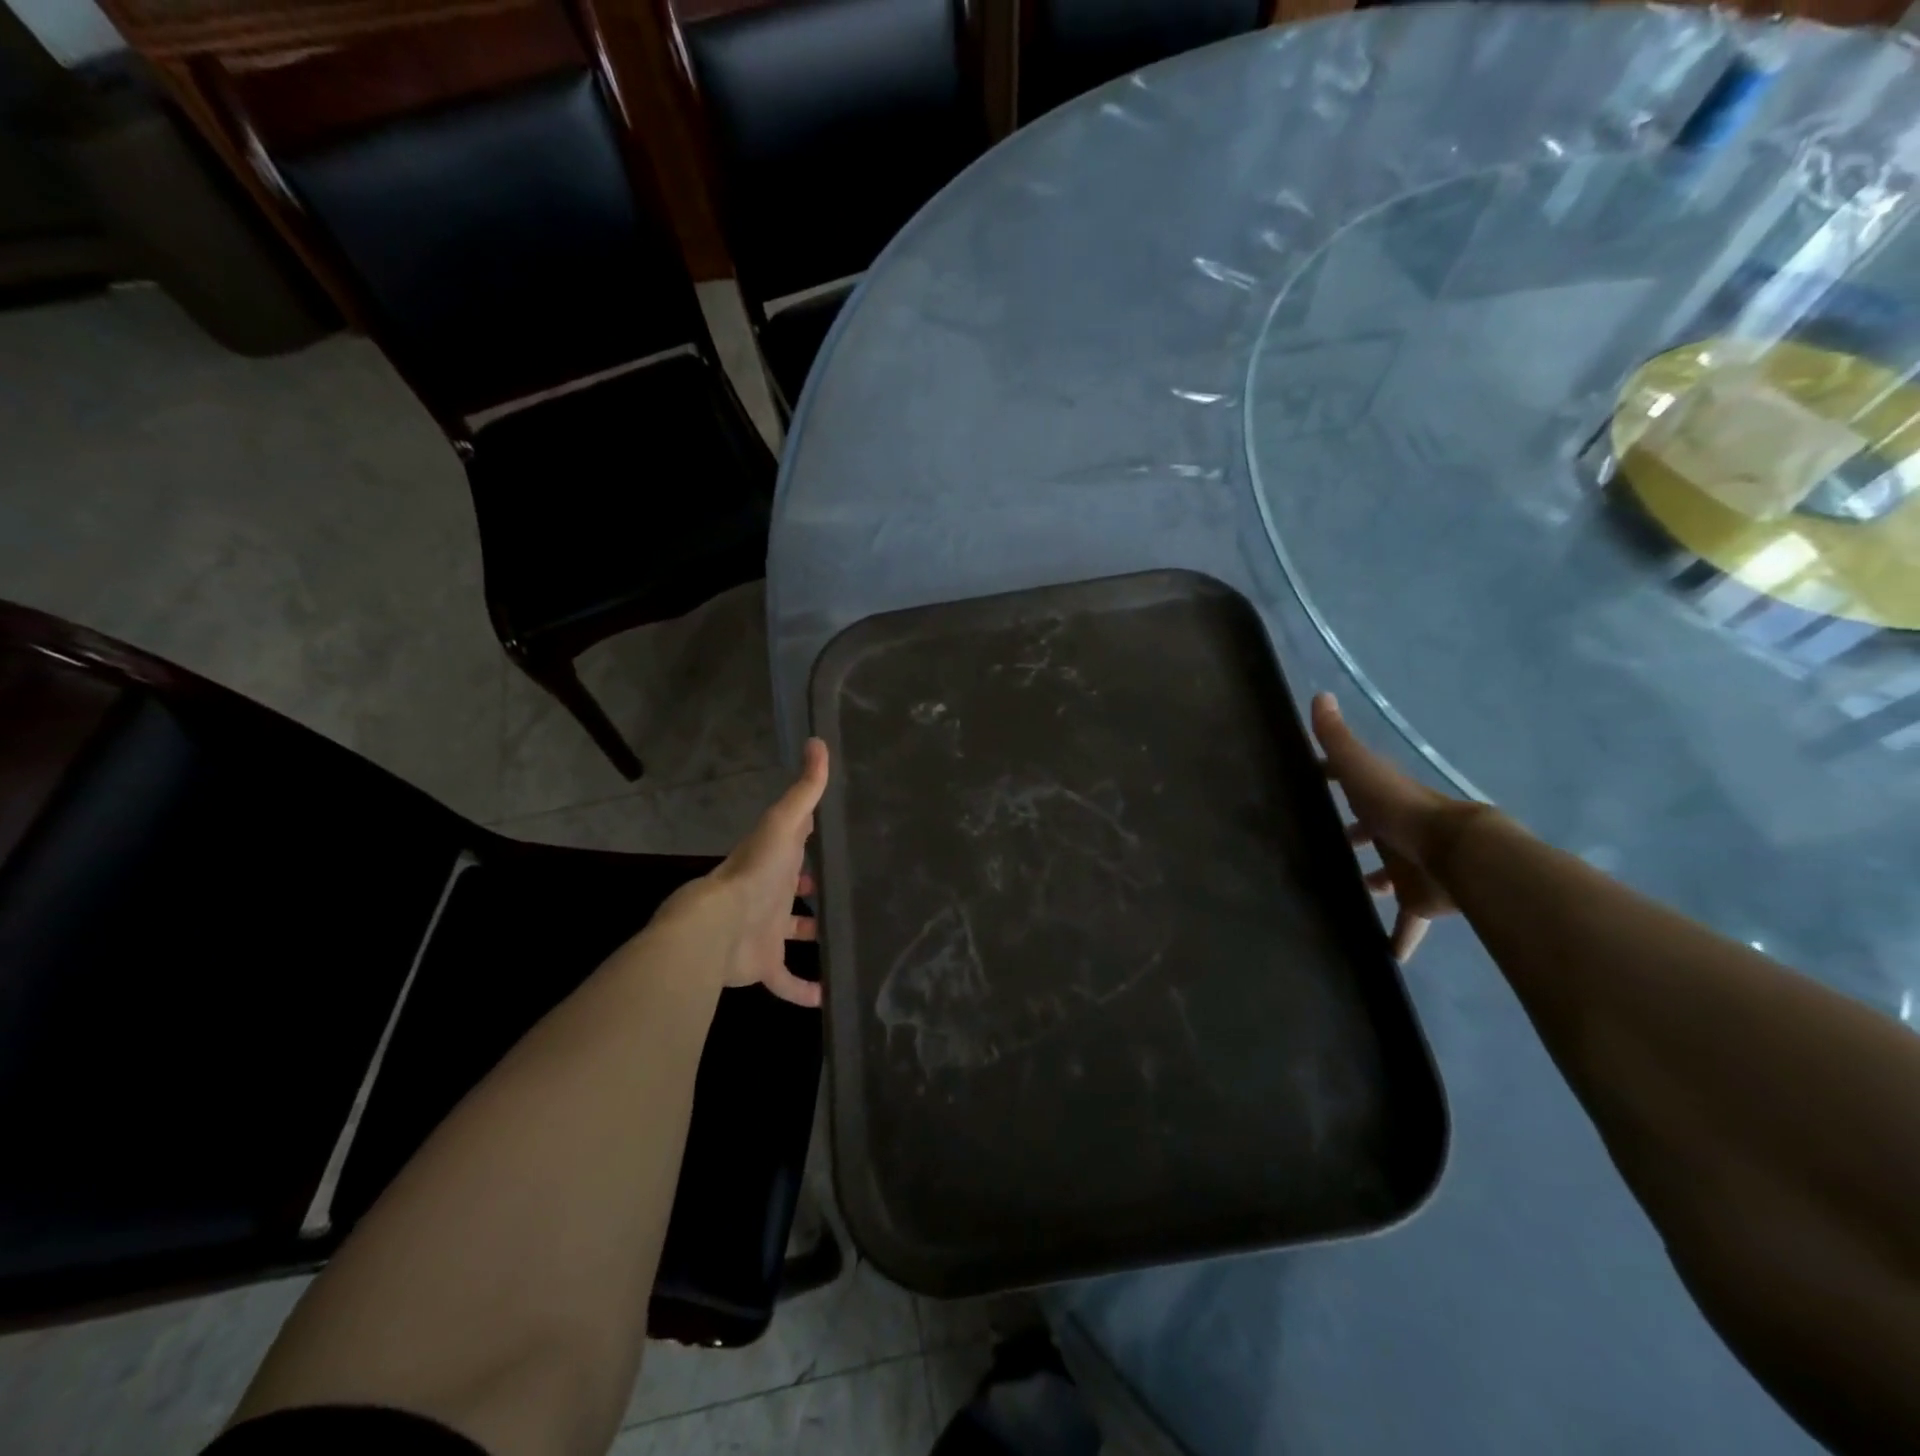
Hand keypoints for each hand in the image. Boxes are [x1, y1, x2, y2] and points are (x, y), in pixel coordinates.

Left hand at [654, 738, 829, 1006]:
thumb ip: (805, 789)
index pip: (794, 845)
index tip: (837, 836)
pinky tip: (828, 998)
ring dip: (813, 936)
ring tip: (846, 937)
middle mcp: (768, 895)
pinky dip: (805, 991)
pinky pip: (787, 981)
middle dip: (813, 888)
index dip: (812, 839)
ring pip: (792, 934)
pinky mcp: (765, 966)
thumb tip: (818, 741)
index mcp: (773, 861)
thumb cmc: (755, 872)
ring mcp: (765, 932)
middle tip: (848, 889)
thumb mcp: (784, 824)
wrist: (718, 928)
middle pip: (793, 891)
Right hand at [1311, 693, 1474, 961]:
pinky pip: (1406, 923)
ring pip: (1385, 877)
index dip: (1332, 779)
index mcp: (1379, 799)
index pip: (1352, 784)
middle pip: (1368, 833)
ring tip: (1342, 894)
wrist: (1456, 853)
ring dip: (1370, 884)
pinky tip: (1385, 957)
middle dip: (1350, 837)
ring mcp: (1407, 868)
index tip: (1310, 782)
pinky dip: (1398, 939)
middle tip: (1319, 846)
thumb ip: (1338, 738)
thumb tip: (1319, 695)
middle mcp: (1393, 832)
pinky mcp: (1419, 901)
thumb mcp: (1361, 768)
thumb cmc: (1400, 808)